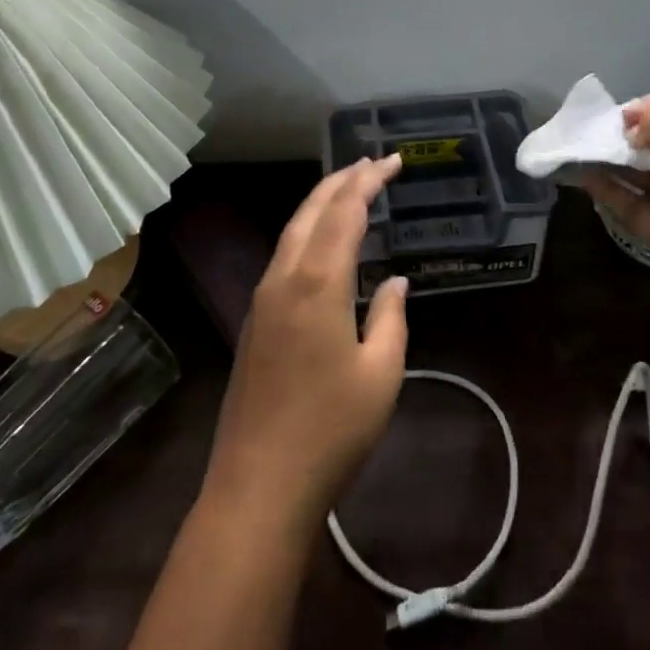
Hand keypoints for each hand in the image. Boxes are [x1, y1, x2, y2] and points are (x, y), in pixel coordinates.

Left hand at [203, 155, 410, 528]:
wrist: (258, 487)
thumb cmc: (330, 430)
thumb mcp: (381, 375)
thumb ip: (391, 318)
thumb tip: (393, 282)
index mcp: (318, 282)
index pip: (345, 211)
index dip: (369, 181)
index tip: (392, 162)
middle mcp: (285, 278)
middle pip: (312, 210)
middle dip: (342, 180)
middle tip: (372, 164)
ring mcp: (264, 298)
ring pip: (293, 230)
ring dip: (322, 202)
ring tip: (350, 188)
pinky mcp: (255, 320)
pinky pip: (284, 254)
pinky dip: (308, 230)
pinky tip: (322, 242)